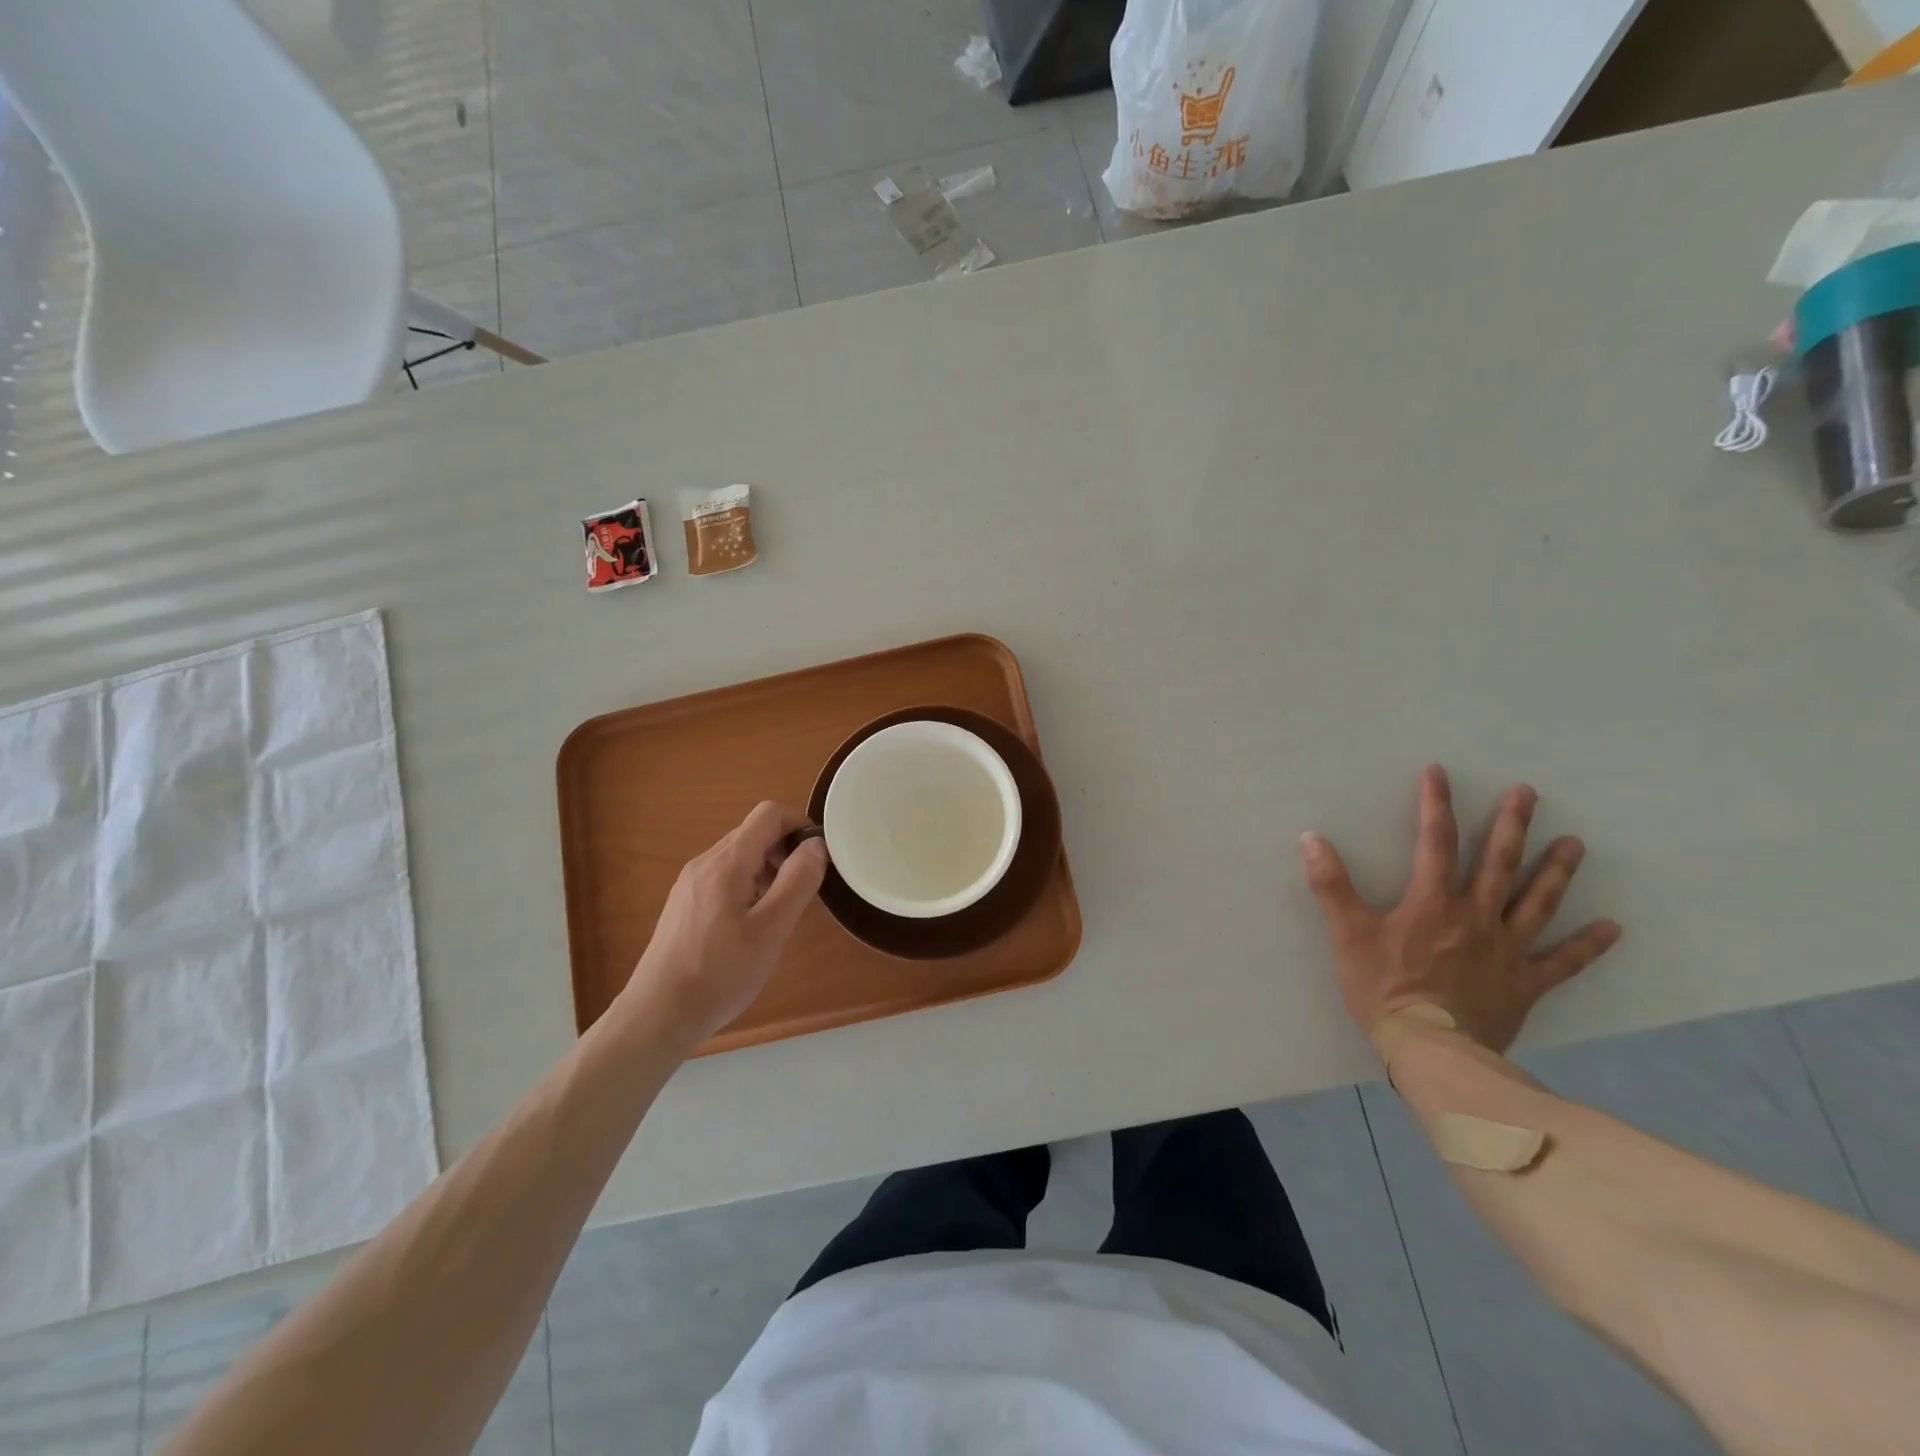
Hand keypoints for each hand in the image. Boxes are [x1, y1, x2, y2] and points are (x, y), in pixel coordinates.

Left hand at [617, 802, 827, 1049]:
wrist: (658, 1015)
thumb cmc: (720, 973)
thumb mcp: (772, 930)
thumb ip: (797, 881)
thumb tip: (816, 843)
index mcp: (726, 862)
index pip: (768, 814)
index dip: (799, 824)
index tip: (817, 857)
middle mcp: (704, 863)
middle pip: (754, 833)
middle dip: (785, 851)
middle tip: (801, 892)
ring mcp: (690, 883)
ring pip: (739, 857)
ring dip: (768, 871)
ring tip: (778, 914)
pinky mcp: (684, 904)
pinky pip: (724, 878)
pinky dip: (748, 887)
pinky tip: (750, 928)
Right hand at [1299, 765, 1620, 1054]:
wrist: (1431, 1049)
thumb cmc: (1384, 988)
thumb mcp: (1347, 933)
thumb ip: (1331, 885)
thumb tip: (1311, 838)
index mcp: (1433, 902)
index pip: (1435, 842)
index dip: (1436, 805)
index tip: (1439, 772)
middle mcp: (1476, 917)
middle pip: (1498, 864)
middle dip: (1512, 825)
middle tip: (1528, 794)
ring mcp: (1506, 951)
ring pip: (1536, 903)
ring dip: (1556, 872)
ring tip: (1575, 843)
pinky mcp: (1524, 984)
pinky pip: (1562, 963)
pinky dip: (1587, 946)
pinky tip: (1611, 929)